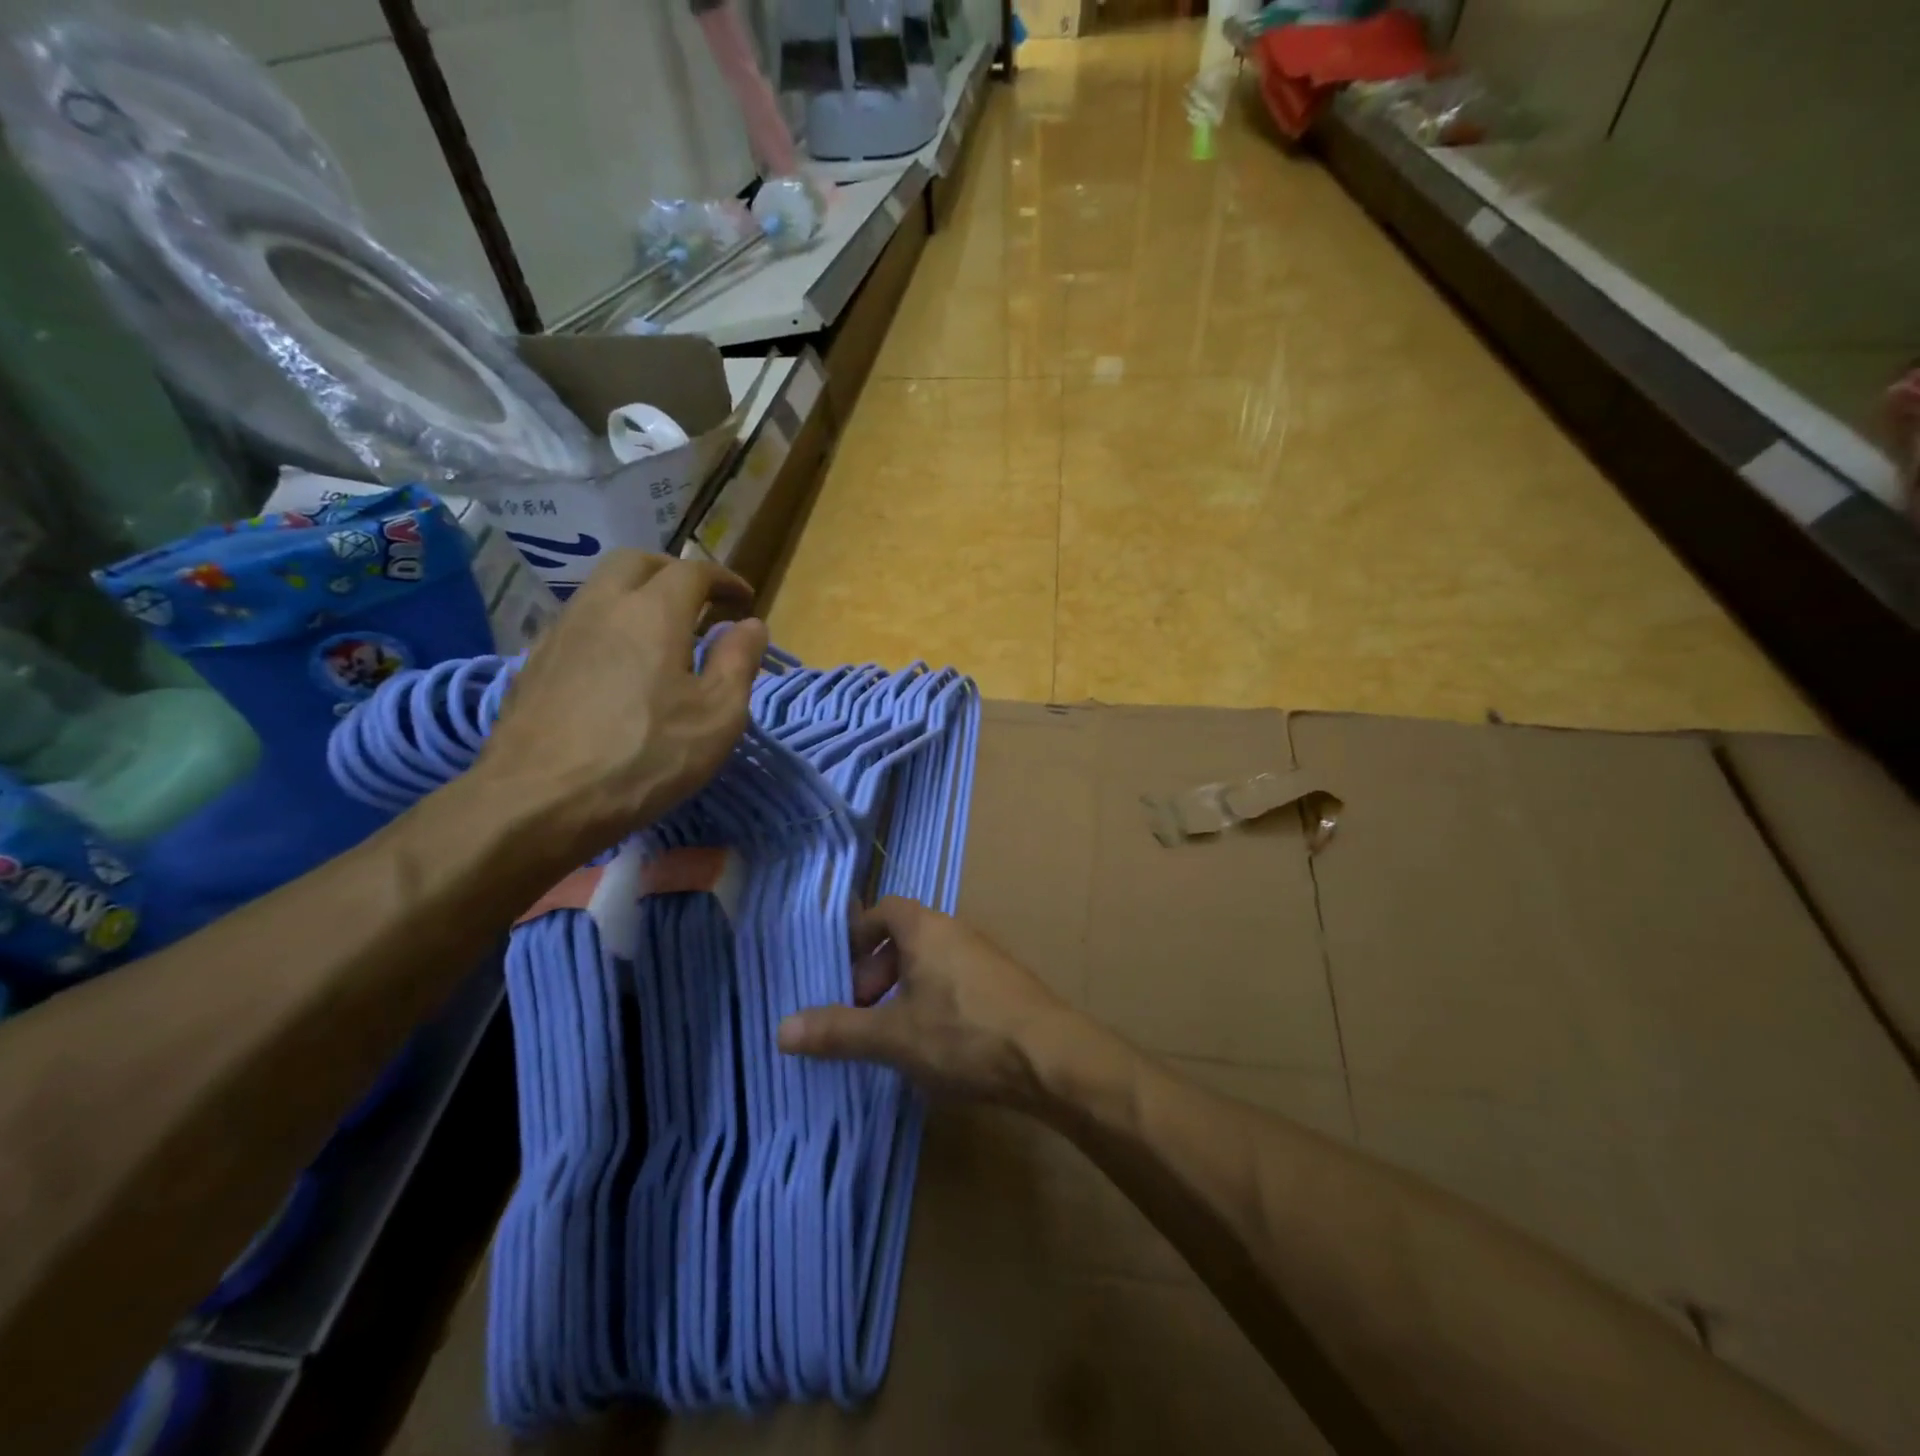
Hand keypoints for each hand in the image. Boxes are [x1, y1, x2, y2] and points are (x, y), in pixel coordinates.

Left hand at [474, 551, 766, 859]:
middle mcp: (602, 606)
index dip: (724, 579)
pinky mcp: (534, 663)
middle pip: (637, 562)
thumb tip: (751, 626)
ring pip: (601, 588)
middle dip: (674, 571)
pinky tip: (616, 663)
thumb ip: (739, 663)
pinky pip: (578, 621)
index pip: (693, 572)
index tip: (744, 598)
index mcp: (653, 612)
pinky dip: (608, 624)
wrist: (537, 802)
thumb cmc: (645, 757)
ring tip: (660, 632)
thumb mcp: (717, 717)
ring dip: (636, 594)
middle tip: (699, 600)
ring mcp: (560, 632)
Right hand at [777, 897, 1082, 1108]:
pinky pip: (956, 979)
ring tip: (894, 1034)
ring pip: (931, 961)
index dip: (858, 936)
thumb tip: (781, 1029)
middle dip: (877, 971)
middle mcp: (956, 931)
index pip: (884, 909)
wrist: (1051, 1057)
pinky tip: (935, 1045)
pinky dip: (934, 1001)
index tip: (842, 975)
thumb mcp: (894, 1037)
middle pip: (906, 936)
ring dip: (905, 990)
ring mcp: (985, 957)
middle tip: (864, 1012)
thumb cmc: (964, 1034)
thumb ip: (839, 1030)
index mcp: (927, 929)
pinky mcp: (1004, 984)